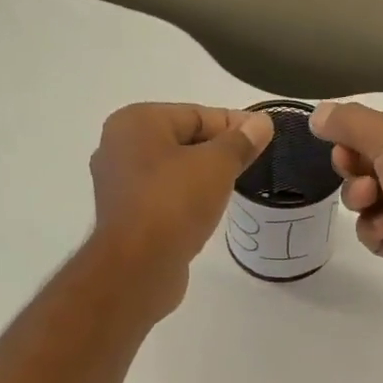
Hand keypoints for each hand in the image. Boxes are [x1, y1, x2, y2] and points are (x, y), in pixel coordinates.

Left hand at [89, 103, 272, 313]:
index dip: (234, 125)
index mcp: (136, 122)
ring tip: (232, 190)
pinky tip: (206, 214)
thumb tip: (262, 123)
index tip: (264, 138)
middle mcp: (118, 147)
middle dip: (217, 151)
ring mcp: (118, 185)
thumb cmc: (174, 204)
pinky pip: (163, 198)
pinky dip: (185, 201)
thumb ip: (241, 142)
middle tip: (252, 165)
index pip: (195, 114)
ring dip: (201, 178)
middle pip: (181, 140)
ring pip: (171, 172)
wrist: (138, 268)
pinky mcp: (125, 218)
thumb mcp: (217, 166)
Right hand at [313, 101, 382, 301]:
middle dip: (357, 168)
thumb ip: (351, 123)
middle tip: (349, 169)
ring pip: (372, 198)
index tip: (339, 142)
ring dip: (362, 199)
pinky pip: (378, 231)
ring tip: (368, 202)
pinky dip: (375, 229)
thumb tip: (317, 114)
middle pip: (376, 162)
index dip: (361, 133)